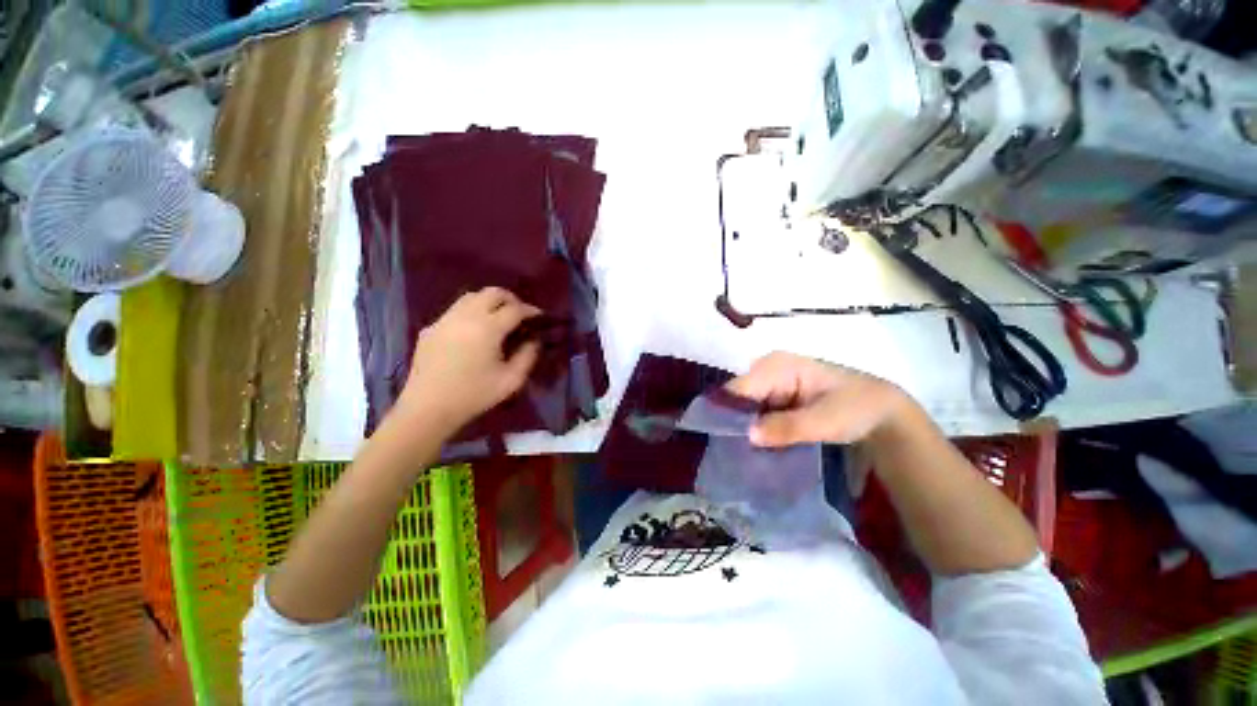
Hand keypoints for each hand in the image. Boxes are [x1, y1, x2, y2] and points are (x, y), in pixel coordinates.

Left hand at [396, 287, 540, 432]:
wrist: (428, 409)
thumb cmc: (474, 395)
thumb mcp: (511, 380)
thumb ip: (528, 356)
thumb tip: (533, 340)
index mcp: (487, 328)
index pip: (515, 309)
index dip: (531, 310)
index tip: (540, 317)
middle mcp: (465, 316)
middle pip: (492, 293)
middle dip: (511, 299)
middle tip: (520, 314)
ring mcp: (444, 320)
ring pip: (471, 297)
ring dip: (489, 302)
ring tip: (498, 318)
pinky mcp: (431, 328)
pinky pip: (455, 311)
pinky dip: (471, 313)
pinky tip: (473, 332)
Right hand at [726, 352, 911, 446]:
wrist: (883, 413)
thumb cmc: (857, 408)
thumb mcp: (825, 420)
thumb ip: (786, 427)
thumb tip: (748, 435)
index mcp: (776, 365)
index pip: (738, 389)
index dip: (727, 414)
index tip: (722, 442)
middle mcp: (767, 369)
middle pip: (738, 398)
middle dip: (734, 424)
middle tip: (733, 453)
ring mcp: (771, 383)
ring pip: (745, 407)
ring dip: (745, 429)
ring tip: (742, 454)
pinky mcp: (777, 396)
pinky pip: (756, 413)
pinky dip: (757, 429)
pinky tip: (758, 447)